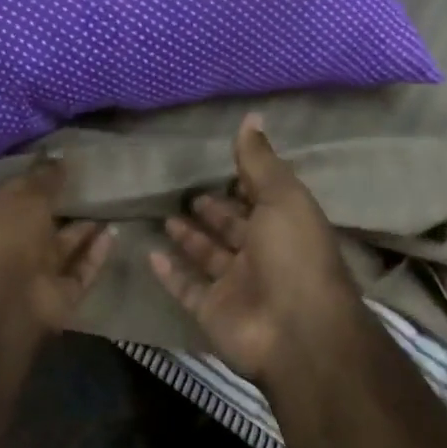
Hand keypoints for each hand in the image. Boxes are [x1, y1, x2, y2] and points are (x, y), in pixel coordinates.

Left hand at [0, 157, 113, 335]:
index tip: (58, 167)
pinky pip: (81, 270)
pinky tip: (115, 231)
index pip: (9, 196)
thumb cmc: (3, 235)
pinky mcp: (58, 295)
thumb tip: (58, 156)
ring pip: (63, 248)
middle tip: (92, 183)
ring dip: (84, 229)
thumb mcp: (23, 194)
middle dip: (61, 207)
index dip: (32, 181)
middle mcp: (6, 247)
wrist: (5, 300)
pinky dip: (96, 253)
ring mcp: (32, 274)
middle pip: (38, 224)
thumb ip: (44, 176)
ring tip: (110, 203)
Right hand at [148, 115, 367, 388]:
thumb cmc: (293, 255)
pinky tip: (151, 254)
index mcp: (284, 226)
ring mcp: (236, 286)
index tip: (219, 165)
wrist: (295, 330)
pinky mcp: (213, 311)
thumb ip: (260, 162)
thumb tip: (251, 117)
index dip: (242, 184)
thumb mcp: (281, 198)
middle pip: (233, 229)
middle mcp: (261, 255)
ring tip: (166, 215)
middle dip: (214, 211)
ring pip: (208, 257)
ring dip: (190, 239)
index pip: (260, 200)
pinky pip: (187, 288)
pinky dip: (170, 274)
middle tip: (188, 193)